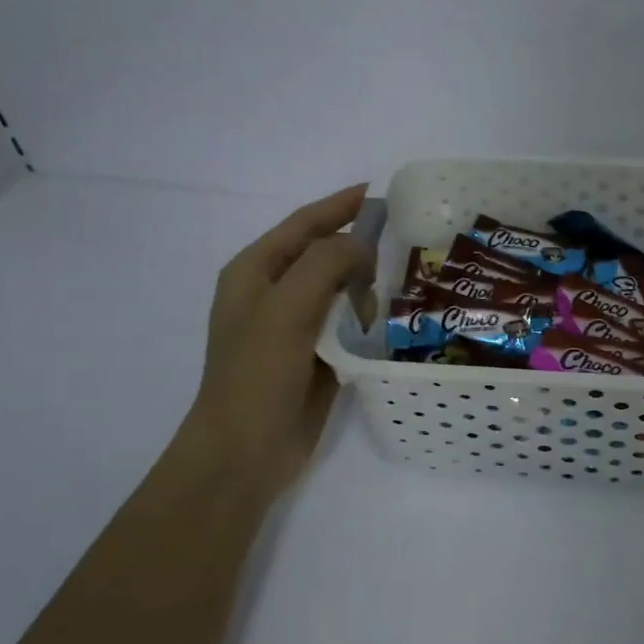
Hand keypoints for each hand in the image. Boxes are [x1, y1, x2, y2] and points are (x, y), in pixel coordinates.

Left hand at [176, 184, 375, 498]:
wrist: (245, 450)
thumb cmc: (258, 373)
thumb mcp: (287, 307)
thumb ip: (326, 263)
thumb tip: (363, 248)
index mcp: (255, 271)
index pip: (304, 224)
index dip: (339, 205)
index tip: (378, 193)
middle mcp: (274, 293)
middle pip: (324, 255)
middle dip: (358, 251)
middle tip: (397, 251)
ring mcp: (295, 326)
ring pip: (340, 290)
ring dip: (364, 289)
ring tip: (388, 298)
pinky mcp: (315, 355)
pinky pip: (347, 323)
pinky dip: (366, 318)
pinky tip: (386, 323)